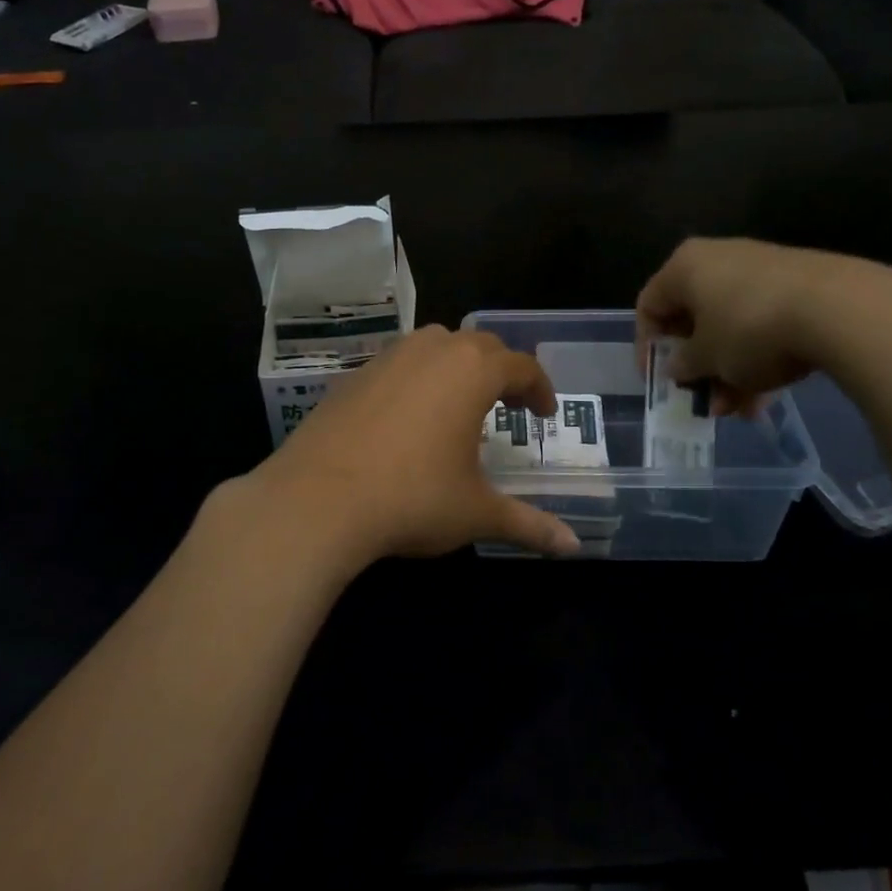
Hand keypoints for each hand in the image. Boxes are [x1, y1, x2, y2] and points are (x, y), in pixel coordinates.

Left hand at [242, 327, 581, 570]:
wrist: (318, 499)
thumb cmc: (412, 498)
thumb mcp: (476, 512)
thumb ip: (527, 523)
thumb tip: (573, 546)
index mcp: (472, 371)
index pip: (521, 366)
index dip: (539, 389)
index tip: (544, 414)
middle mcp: (432, 351)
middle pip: (480, 345)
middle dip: (502, 371)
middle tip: (509, 405)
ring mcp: (388, 358)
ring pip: (436, 344)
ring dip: (458, 365)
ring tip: (460, 402)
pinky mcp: (353, 374)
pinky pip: (399, 362)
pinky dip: (418, 377)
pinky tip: (409, 415)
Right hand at [635, 238, 891, 414]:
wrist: (840, 309)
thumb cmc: (750, 329)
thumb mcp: (707, 358)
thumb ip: (684, 364)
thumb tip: (678, 367)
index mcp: (685, 266)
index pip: (650, 304)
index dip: (647, 346)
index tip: (658, 380)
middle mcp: (719, 259)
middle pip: (694, 318)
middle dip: (697, 366)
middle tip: (702, 400)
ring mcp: (762, 271)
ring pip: (731, 327)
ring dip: (728, 371)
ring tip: (737, 411)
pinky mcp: (799, 286)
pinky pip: (763, 325)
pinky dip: (758, 359)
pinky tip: (766, 398)